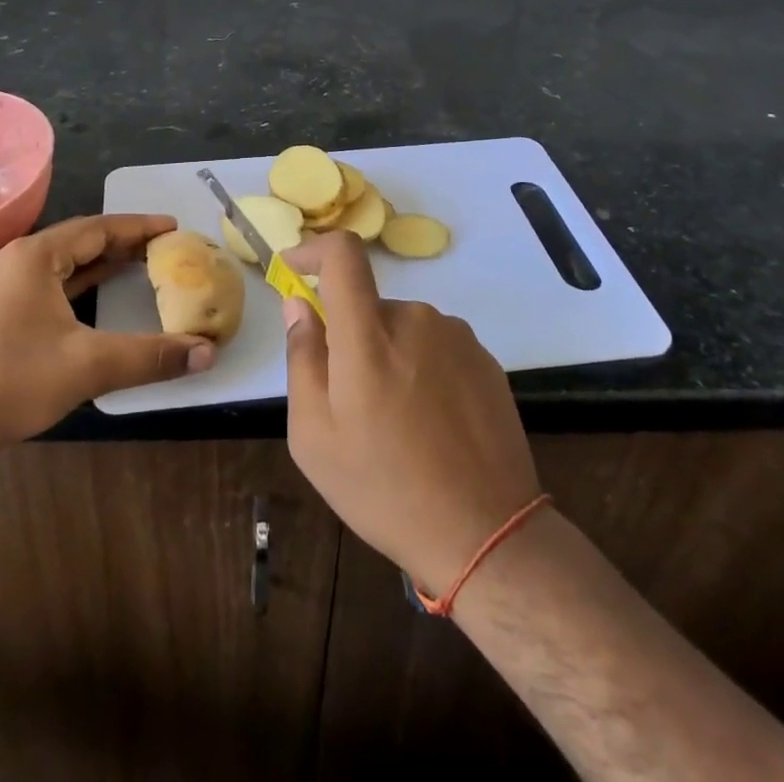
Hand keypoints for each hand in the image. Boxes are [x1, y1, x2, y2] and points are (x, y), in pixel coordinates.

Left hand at [0, 214, 216, 452]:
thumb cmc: (13, 381)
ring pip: (63, 260)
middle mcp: (17, 260)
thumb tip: (207, 353)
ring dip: (101, 260)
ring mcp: (3, 284)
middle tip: (163, 246)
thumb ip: (151, 356)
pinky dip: (79, 280)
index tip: (173, 227)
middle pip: (80, 239)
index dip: (138, 226)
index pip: (98, 228)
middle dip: (123, 241)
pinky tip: (98, 291)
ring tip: (140, 262)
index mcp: (35, 256)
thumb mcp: (89, 365)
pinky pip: (49, 280)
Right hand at [283, 232, 540, 599]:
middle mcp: (415, 319)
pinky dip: (423, 370)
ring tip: (397, 423)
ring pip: (403, 328)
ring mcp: (456, 336)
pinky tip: (432, 425)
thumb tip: (299, 304)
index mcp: (368, 335)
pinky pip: (436, 346)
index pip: (343, 254)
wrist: (486, 534)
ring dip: (389, 356)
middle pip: (368, 304)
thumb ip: (302, 358)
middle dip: (351, 337)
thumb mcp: (314, 436)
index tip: (296, 269)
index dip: (315, 248)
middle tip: (352, 401)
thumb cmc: (384, 488)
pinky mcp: (484, 358)